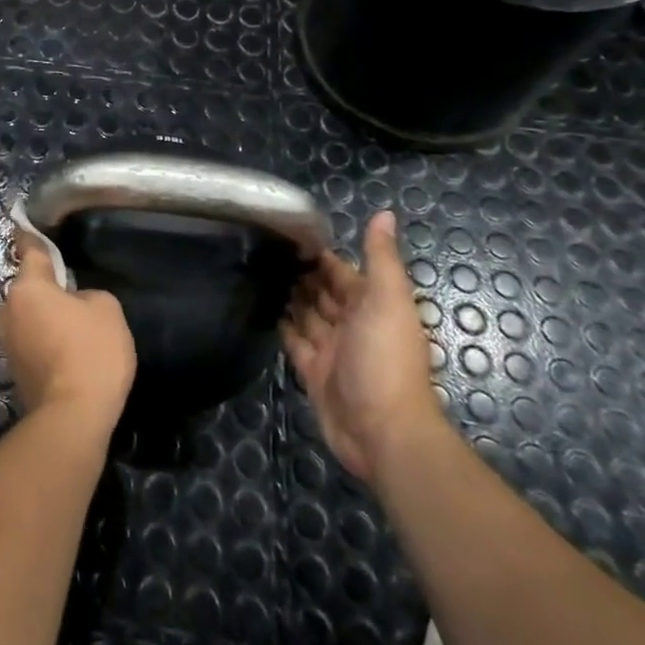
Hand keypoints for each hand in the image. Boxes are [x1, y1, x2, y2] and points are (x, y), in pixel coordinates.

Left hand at [0, 226, 136, 436]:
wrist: (73, 416)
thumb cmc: (91, 352)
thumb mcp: (106, 309)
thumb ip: (87, 294)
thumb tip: (73, 303)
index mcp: (28, 287)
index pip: (29, 250)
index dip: (30, 236)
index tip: (23, 223)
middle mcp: (8, 310)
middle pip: (28, 288)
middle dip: (46, 289)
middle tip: (74, 297)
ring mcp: (6, 343)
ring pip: (27, 317)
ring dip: (44, 318)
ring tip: (74, 331)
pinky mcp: (13, 370)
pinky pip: (30, 342)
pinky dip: (45, 343)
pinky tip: (67, 355)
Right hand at [281, 210, 445, 482]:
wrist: (382, 432)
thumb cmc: (385, 360)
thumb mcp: (388, 301)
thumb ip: (381, 257)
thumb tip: (385, 213)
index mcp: (372, 306)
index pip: (341, 272)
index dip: (319, 254)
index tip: (286, 232)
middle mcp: (352, 325)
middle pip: (322, 293)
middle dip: (300, 273)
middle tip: (261, 248)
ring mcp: (331, 350)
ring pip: (307, 315)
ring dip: (289, 296)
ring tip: (257, 271)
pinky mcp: (312, 372)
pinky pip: (294, 342)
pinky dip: (283, 325)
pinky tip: (263, 307)